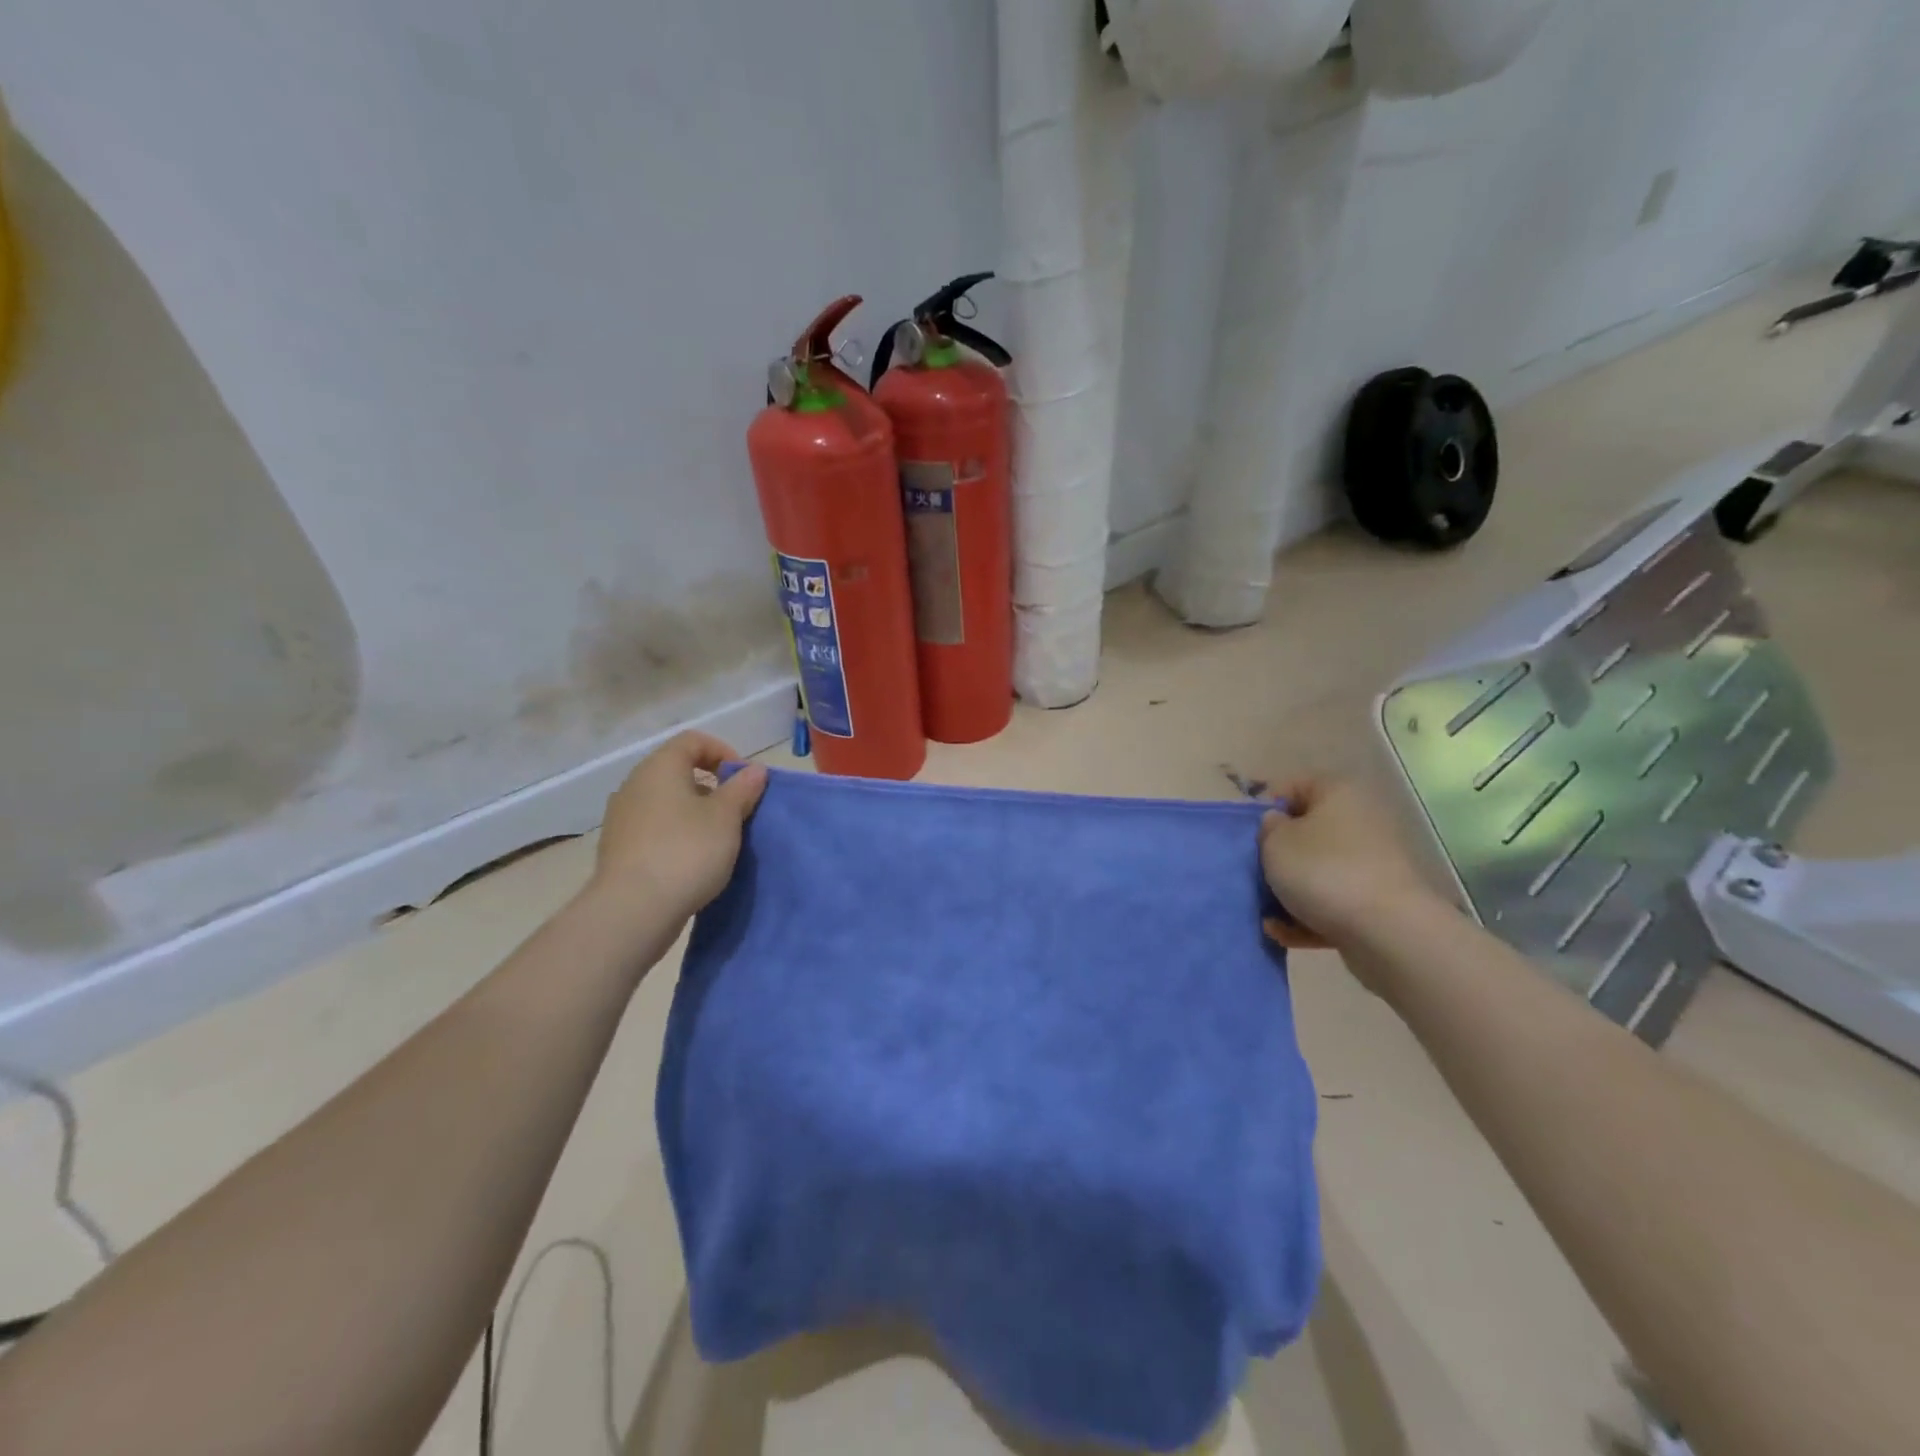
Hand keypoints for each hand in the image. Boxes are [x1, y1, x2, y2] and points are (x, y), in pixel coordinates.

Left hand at [584, 732, 767, 932]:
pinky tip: (693, 860)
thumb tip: (754, 769)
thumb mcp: (727, 817)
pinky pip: (655, 827)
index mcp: (660, 767)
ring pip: (666, 801)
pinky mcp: (619, 848)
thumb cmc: (686, 851)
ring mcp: (622, 817)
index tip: (744, 780)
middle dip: (712, 785)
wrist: (633, 910)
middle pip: (678, 770)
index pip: (693, 740)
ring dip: (695, 812)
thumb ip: (742, 789)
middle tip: (737, 811)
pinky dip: (677, 833)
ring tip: (718, 839)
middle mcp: (635, 784)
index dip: (724, 752)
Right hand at [1258, 776, 1443, 957]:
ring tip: (1267, 914)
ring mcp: (1371, 864)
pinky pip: (1331, 902)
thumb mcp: (1275, 842)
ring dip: (1288, 893)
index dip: (1263, 810)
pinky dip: (1307, 916)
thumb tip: (1277, 826)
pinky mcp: (1375, 902)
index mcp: (1338, 793)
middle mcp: (1360, 821)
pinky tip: (1284, 933)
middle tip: (1254, 875)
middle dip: (1275, 857)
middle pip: (1304, 833)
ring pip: (1316, 871)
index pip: (1291, 787)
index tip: (1248, 837)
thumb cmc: (1323, 871)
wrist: (1387, 932)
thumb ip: (1266, 828)